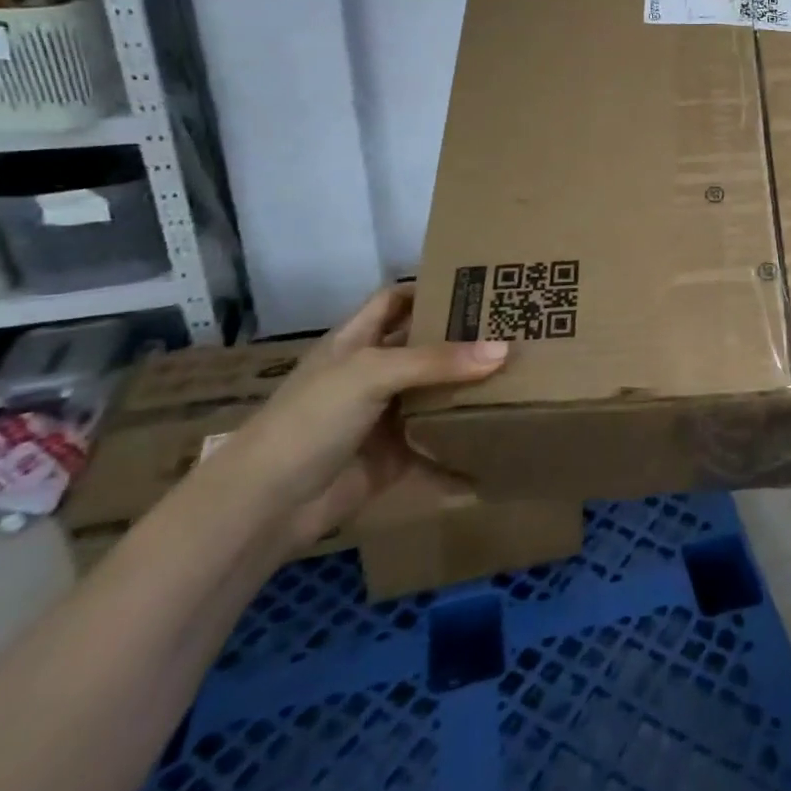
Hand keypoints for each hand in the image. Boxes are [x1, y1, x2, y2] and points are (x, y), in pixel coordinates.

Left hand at [199, 284, 508, 548]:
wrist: (267, 506)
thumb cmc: (310, 420)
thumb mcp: (371, 375)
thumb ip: (436, 361)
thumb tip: (503, 350)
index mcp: (357, 341)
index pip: (396, 300)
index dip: (431, 288)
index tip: (480, 284)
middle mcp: (373, 373)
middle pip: (425, 347)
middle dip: (465, 339)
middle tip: (517, 328)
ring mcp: (384, 416)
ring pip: (437, 394)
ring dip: (471, 389)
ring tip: (523, 374)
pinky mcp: (395, 456)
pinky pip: (438, 445)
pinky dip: (464, 446)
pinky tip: (502, 438)